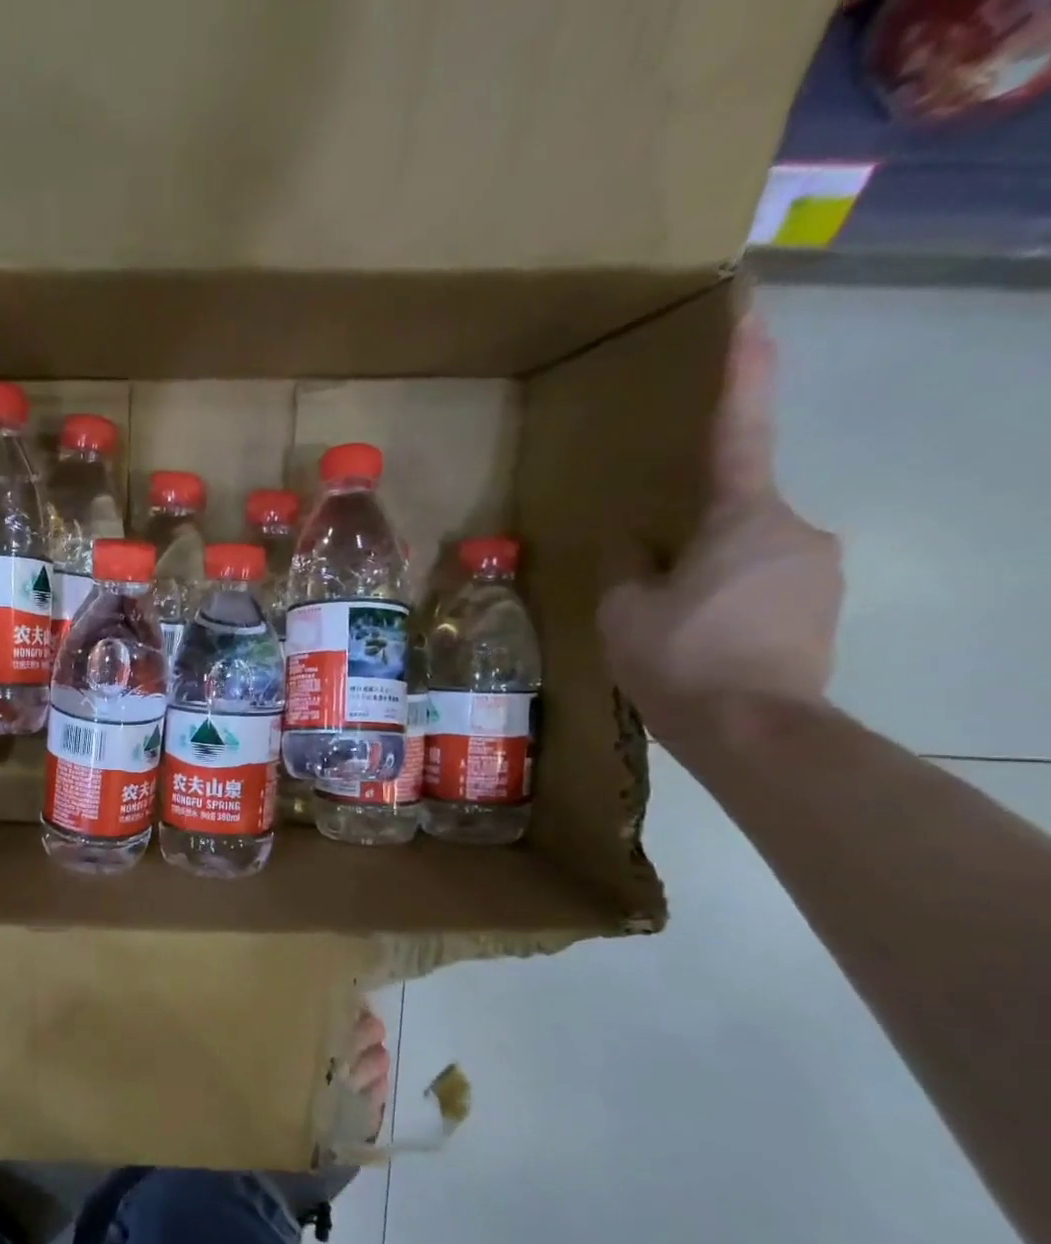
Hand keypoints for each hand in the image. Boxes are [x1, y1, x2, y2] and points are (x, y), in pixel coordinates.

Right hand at [598, 309, 842, 742]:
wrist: (754, 730)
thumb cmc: (681, 657)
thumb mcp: (623, 610)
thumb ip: (627, 565)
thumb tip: (633, 545)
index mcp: (743, 517)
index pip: (739, 430)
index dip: (743, 369)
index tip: (752, 310)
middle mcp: (795, 530)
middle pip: (734, 515)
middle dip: (693, 542)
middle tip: (653, 590)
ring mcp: (818, 571)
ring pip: (747, 558)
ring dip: (708, 581)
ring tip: (672, 630)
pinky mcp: (822, 611)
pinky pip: (764, 590)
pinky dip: (729, 607)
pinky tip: (701, 646)